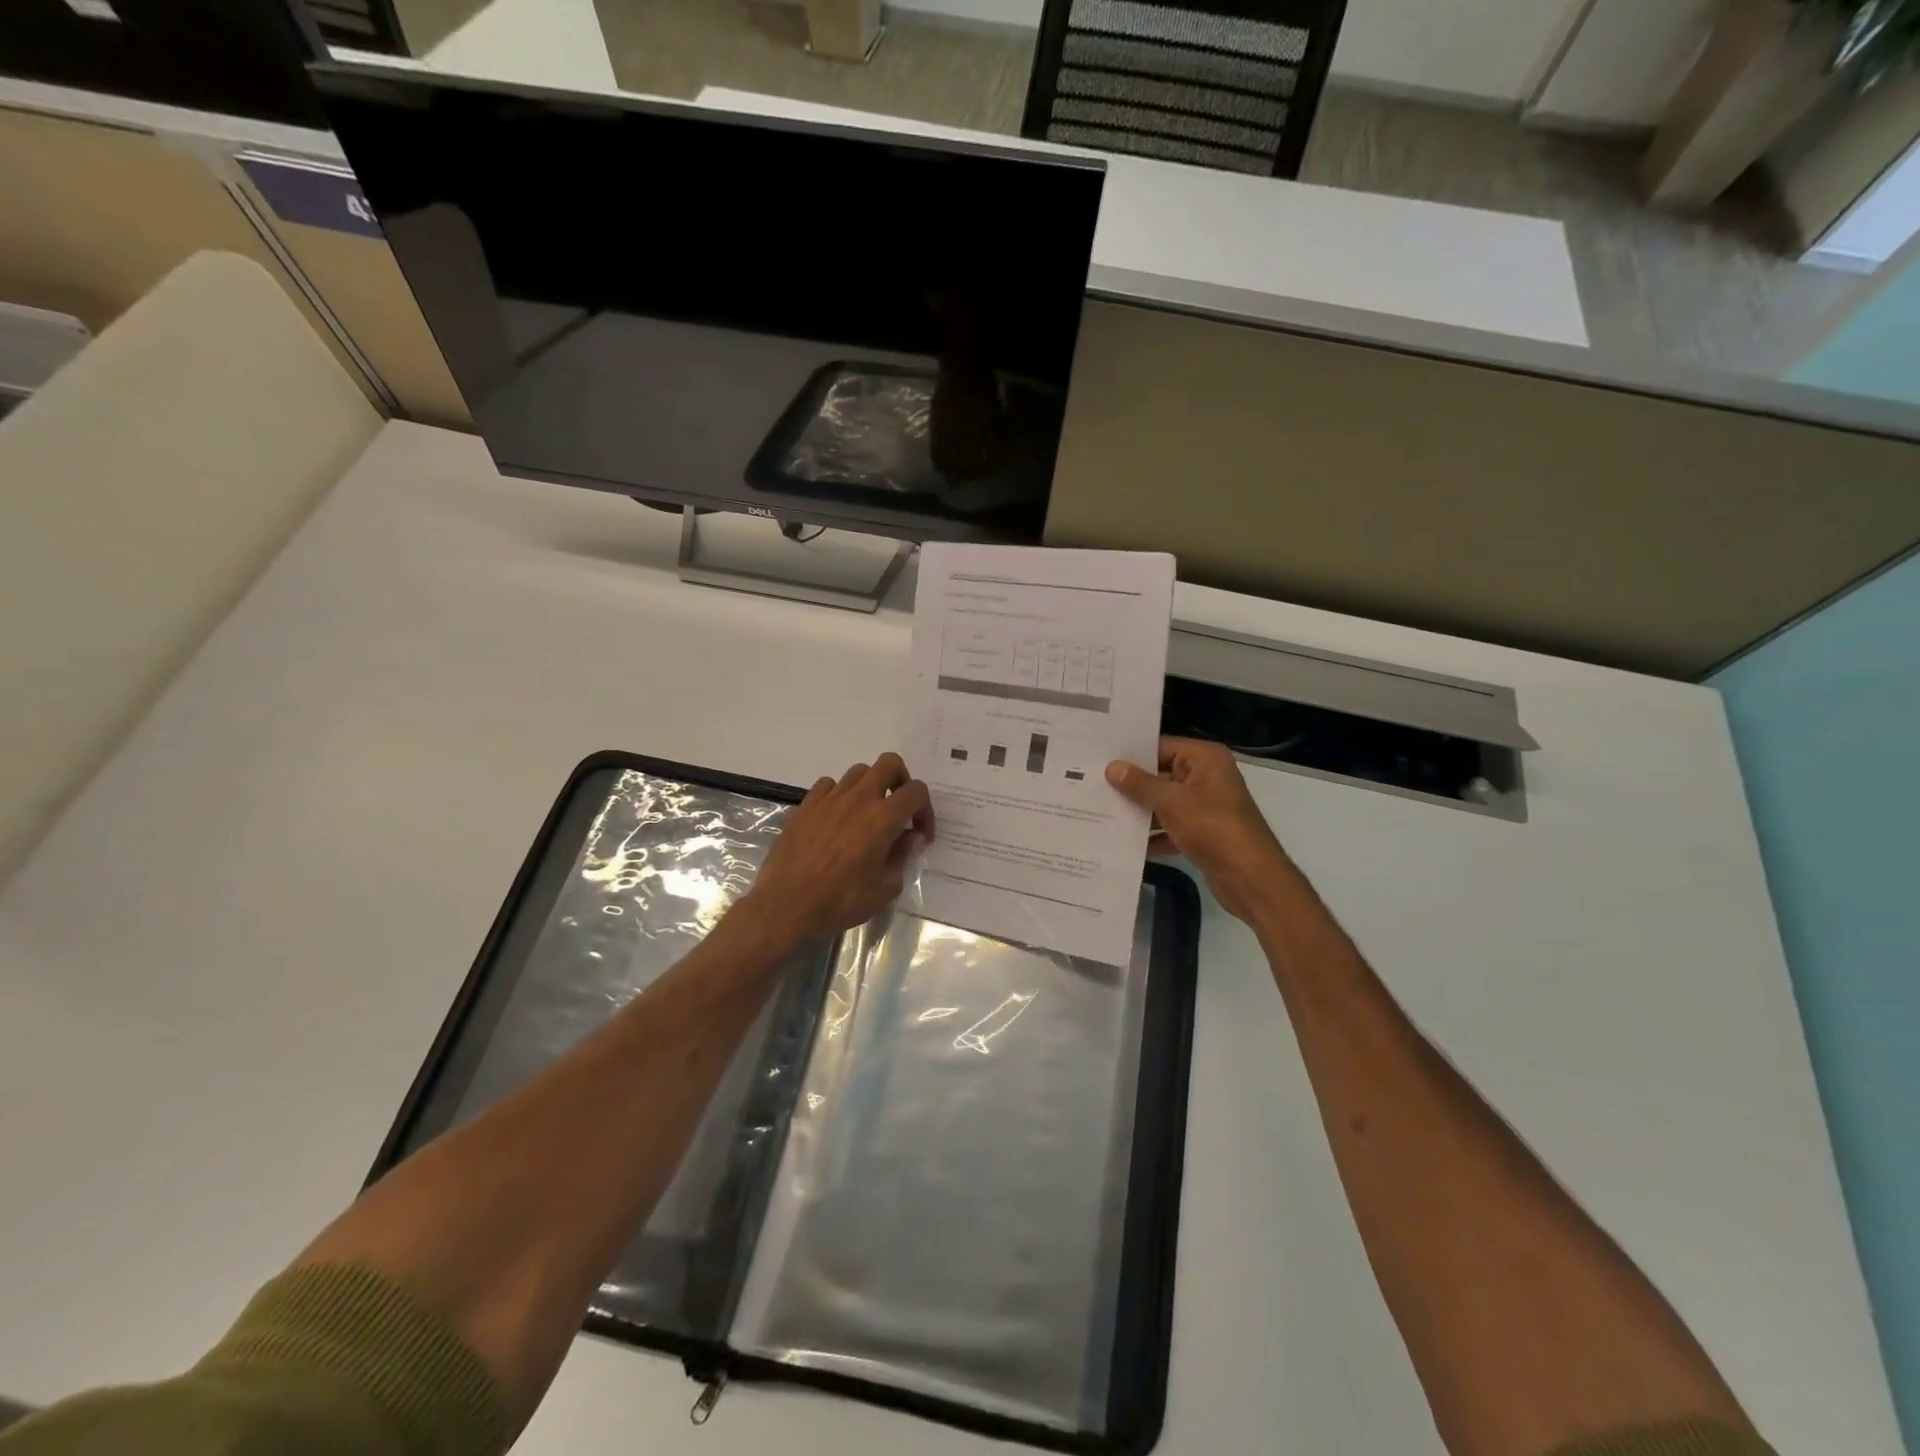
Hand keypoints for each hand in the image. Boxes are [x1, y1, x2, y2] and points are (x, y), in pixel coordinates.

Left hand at [744, 753, 934, 945]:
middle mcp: (858, 799)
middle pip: (889, 763)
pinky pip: (828, 785)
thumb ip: (902, 856)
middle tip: (898, 808)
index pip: (917, 792)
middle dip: (901, 781)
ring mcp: (829, 799)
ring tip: (867, 814)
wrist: (787, 905)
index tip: (919, 834)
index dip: (926, 810)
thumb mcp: (885, 888)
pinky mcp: (805, 805)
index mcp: (883, 818)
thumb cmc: (841, 901)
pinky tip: (837, 817)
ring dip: (870, 787)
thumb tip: (909, 837)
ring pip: (858, 771)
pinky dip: (839, 794)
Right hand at [1106, 737, 1289, 922]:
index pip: (1161, 747)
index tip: (1098, 760)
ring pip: (1163, 802)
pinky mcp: (1202, 832)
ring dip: (1138, 811)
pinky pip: (1170, 827)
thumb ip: (1140, 784)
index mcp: (1205, 759)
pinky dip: (1152, 835)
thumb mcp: (1172, 802)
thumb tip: (1112, 768)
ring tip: (1099, 812)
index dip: (1131, 755)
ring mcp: (1205, 806)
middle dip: (1130, 785)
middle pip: (1160, 775)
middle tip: (1091, 786)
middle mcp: (1206, 776)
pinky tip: (1122, 843)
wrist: (1250, 878)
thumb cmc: (1213, 829)